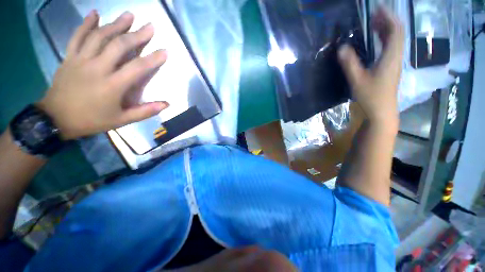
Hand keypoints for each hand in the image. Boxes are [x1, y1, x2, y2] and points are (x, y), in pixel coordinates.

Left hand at [37, 10, 168, 139]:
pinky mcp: (69, 57)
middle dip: (136, 35)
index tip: (164, 51)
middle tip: (149, 26)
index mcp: (112, 85)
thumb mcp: (122, 121)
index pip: (137, 68)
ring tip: (129, 15)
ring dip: (116, 24)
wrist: (56, 118)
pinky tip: (95, 14)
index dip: (152, 59)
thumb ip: (145, 111)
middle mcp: (97, 68)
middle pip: (118, 46)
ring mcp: (81, 60)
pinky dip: (86, 24)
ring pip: (99, 37)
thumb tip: (166, 104)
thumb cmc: (91, 120)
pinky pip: (77, 36)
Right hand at [338, 7, 403, 127]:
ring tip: (373, 23)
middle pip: (397, 33)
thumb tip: (341, 48)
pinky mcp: (390, 67)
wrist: (382, 111)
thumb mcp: (357, 80)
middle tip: (372, 14)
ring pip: (394, 40)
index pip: (395, 30)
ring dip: (385, 29)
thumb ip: (350, 64)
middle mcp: (396, 56)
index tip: (378, 8)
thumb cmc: (371, 96)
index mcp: (391, 57)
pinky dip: (384, 39)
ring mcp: (394, 62)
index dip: (388, 17)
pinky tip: (375, 40)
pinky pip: (390, 48)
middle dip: (387, 20)